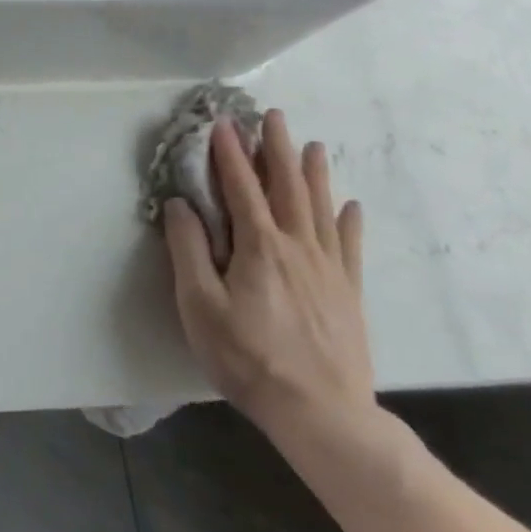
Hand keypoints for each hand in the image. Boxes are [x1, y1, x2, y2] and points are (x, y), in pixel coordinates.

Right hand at [164, 110, 374, 447]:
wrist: (322, 414)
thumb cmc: (248, 357)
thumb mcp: (200, 305)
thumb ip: (188, 249)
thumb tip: (180, 203)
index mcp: (259, 247)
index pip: (240, 187)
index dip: (230, 153)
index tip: (222, 123)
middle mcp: (297, 247)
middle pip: (287, 188)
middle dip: (278, 149)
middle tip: (274, 117)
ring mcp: (329, 270)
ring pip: (320, 209)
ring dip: (314, 174)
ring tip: (314, 145)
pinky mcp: (348, 294)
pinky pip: (350, 246)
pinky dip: (348, 221)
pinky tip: (350, 206)